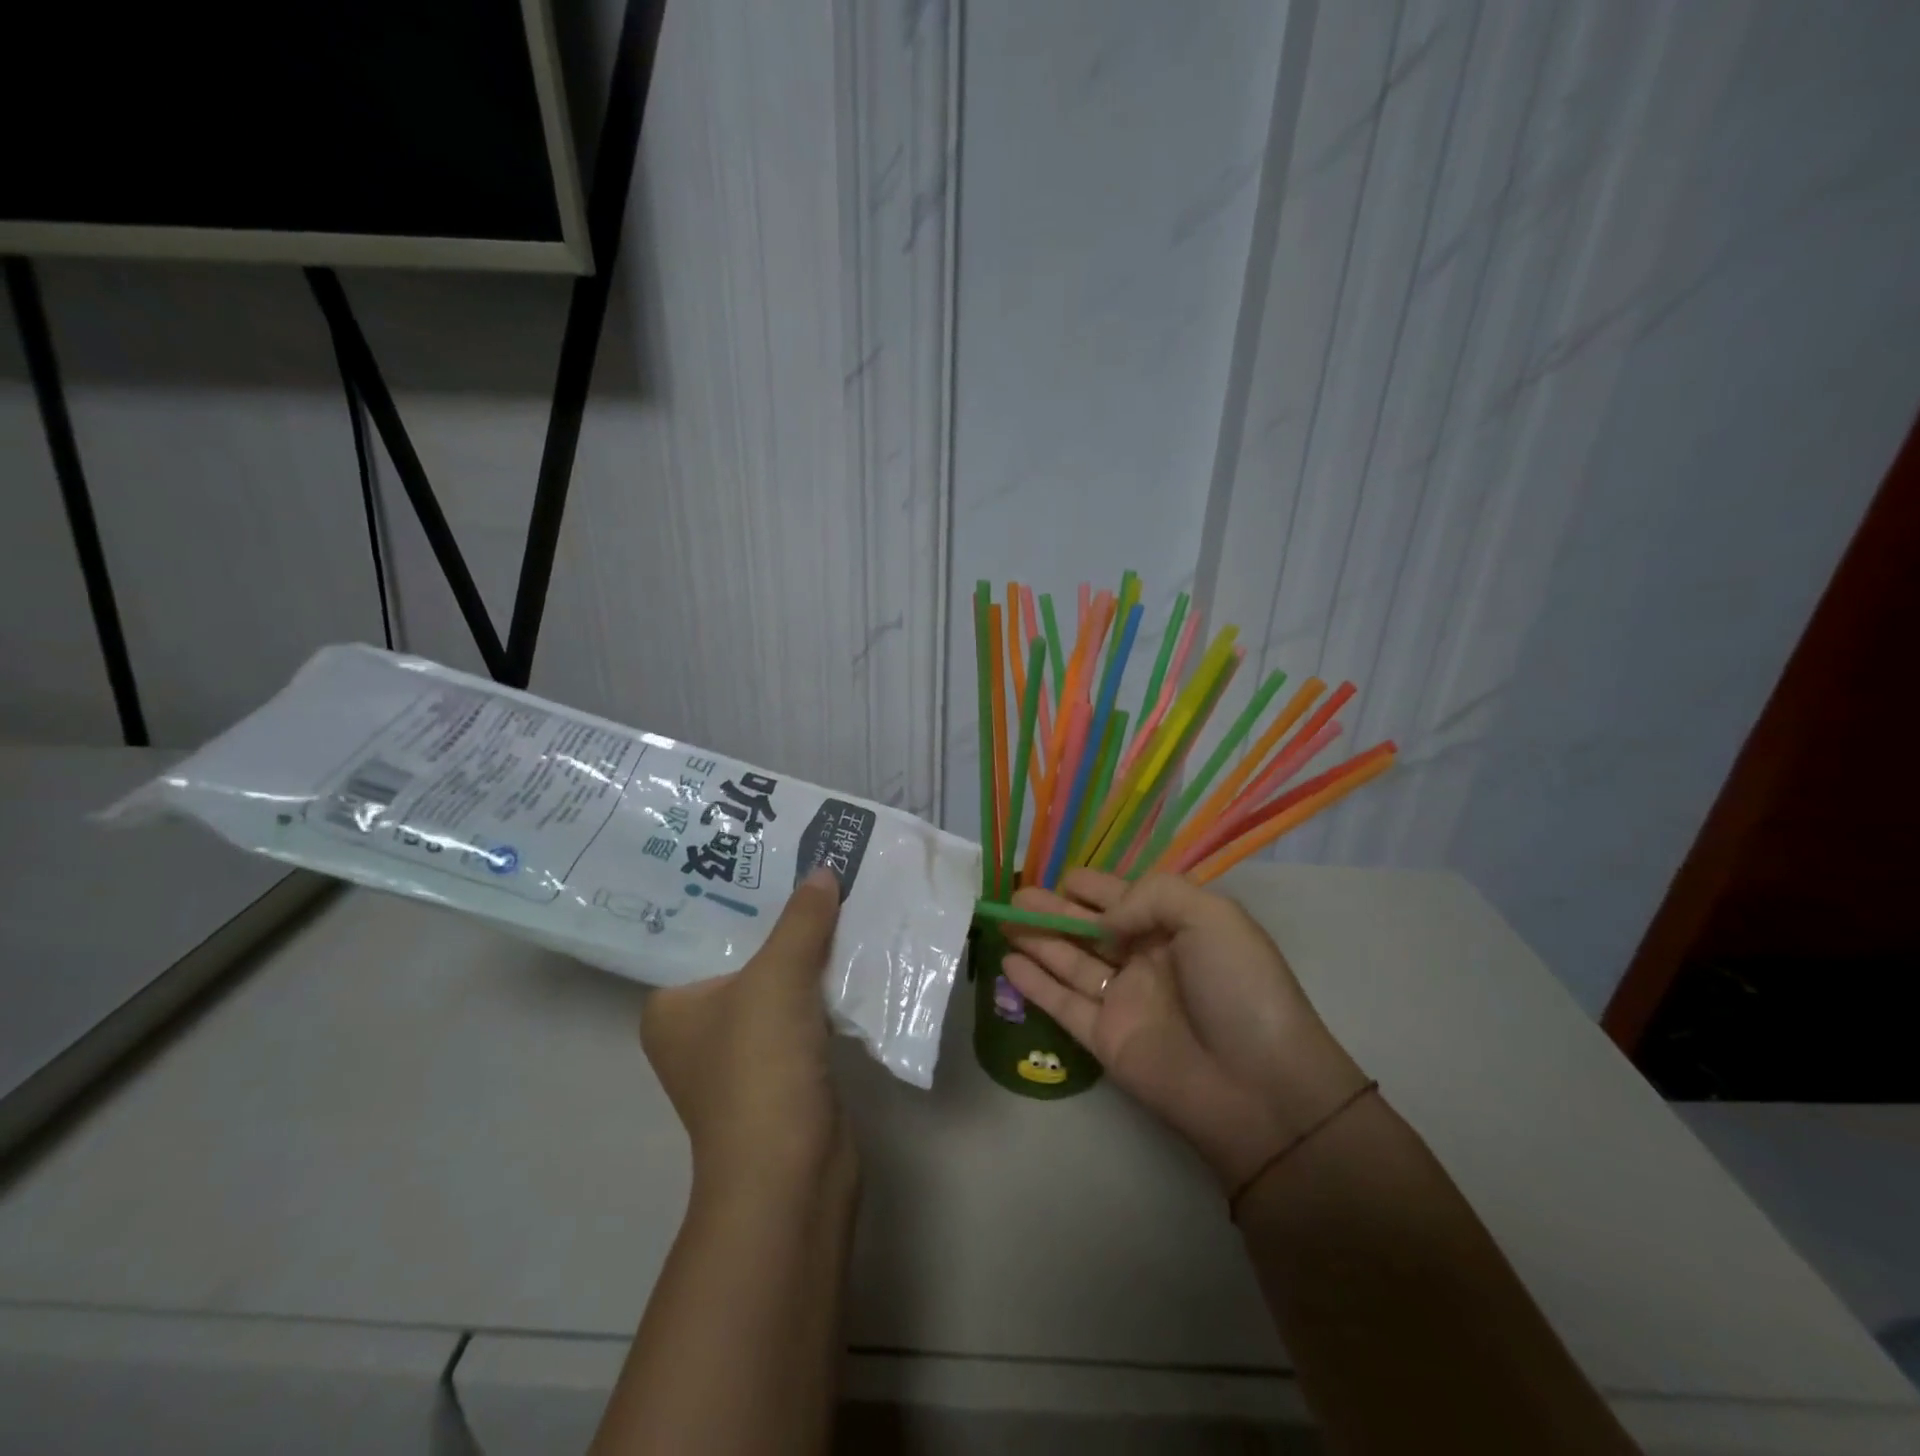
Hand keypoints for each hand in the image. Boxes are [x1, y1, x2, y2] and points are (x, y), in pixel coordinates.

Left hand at [641, 868, 853, 1195]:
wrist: (792, 1171)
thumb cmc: (759, 1065)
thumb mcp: (778, 977)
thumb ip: (801, 920)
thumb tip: (824, 871)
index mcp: (670, 1005)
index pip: (700, 933)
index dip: (736, 894)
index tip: (769, 855)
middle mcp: (698, 1027)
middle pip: (745, 955)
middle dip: (780, 918)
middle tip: (811, 866)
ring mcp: (742, 1052)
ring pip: (778, 982)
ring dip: (807, 950)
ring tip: (836, 895)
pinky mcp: (783, 1069)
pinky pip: (803, 1009)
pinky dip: (824, 984)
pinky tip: (852, 949)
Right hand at [1004, 870, 1367, 1189]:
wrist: (1260, 1088)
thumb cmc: (1240, 989)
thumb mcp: (1212, 915)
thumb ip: (1150, 896)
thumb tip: (1102, 922)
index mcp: (1175, 926)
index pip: (1122, 896)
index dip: (1090, 886)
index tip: (1057, 876)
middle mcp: (1146, 958)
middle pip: (1088, 927)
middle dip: (1052, 909)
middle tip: (1013, 896)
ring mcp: (1124, 1000)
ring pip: (1069, 961)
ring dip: (1036, 940)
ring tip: (1001, 920)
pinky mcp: (1105, 1039)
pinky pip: (1063, 1004)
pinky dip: (1035, 984)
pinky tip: (1008, 963)